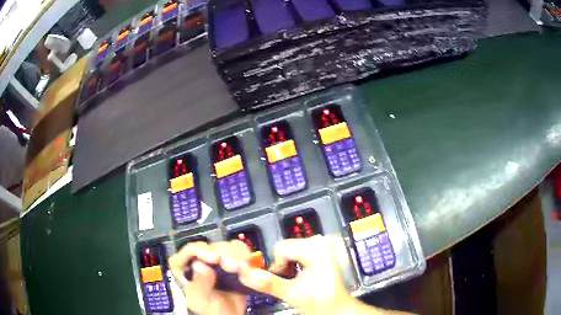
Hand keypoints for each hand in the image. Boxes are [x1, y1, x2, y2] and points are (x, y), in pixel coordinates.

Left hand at [168, 241, 250, 314]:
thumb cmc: (211, 310)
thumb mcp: (201, 300)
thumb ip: (198, 285)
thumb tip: (200, 265)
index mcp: (183, 267)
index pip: (188, 251)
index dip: (200, 250)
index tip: (215, 258)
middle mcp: (198, 260)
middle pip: (210, 246)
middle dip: (223, 254)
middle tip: (233, 265)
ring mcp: (215, 260)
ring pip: (224, 246)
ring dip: (236, 254)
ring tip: (242, 266)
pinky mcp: (230, 261)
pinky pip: (237, 250)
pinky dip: (243, 254)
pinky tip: (247, 262)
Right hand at [237, 236, 355, 314]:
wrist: (337, 308)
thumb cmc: (320, 301)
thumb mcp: (291, 293)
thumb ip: (267, 282)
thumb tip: (244, 273)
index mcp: (315, 248)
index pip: (280, 248)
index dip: (276, 265)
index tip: (282, 279)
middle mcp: (319, 243)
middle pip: (285, 247)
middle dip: (282, 265)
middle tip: (289, 280)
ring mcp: (321, 247)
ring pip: (289, 251)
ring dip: (287, 265)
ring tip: (296, 279)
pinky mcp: (320, 252)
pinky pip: (297, 253)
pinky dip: (294, 264)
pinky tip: (300, 275)